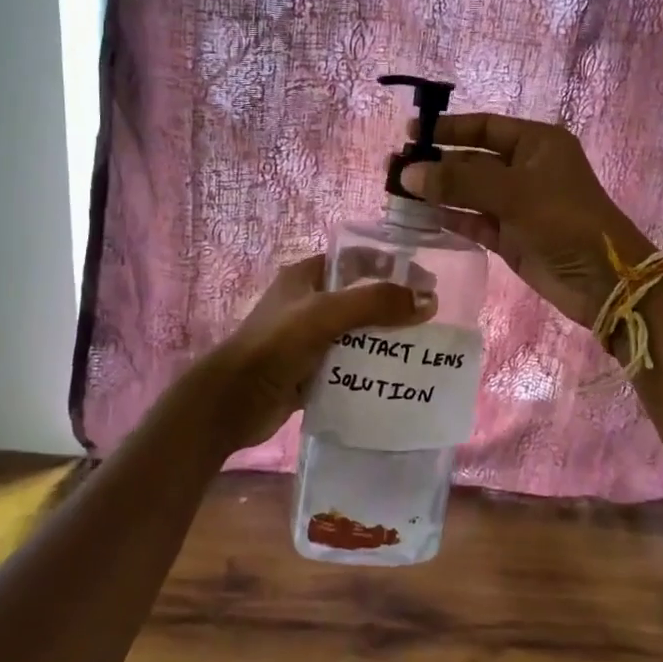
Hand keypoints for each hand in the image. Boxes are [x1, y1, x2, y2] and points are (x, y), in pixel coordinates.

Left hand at [194, 255, 434, 451]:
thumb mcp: (326, 314)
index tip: (426, 280)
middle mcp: (307, 303)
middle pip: (360, 297)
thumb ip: (376, 303)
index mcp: (306, 277)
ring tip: (421, 350)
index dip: (391, 264)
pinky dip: (369, 368)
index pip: (356, 259)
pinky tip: (395, 377)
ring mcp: (307, 339)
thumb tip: (428, 301)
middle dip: (393, 306)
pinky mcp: (309, 370)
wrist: (232, 402)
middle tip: (430, 319)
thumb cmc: (275, 346)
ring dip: (384, 340)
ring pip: (356, 333)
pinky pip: (348, 364)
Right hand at [400, 114, 654, 328]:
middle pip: (473, 160)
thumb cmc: (565, 221)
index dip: (448, 129)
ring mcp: (517, 204)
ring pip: (470, 192)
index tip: (411, 133)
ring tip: (398, 192)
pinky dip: (450, 218)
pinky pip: (474, 221)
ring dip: (438, 192)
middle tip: (395, 168)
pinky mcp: (511, 236)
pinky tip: (421, 217)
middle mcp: (526, 169)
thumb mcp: (514, 193)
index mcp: (537, 144)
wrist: (604, 280)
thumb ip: (459, 182)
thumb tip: (409, 173)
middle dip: (437, 163)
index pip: (484, 127)